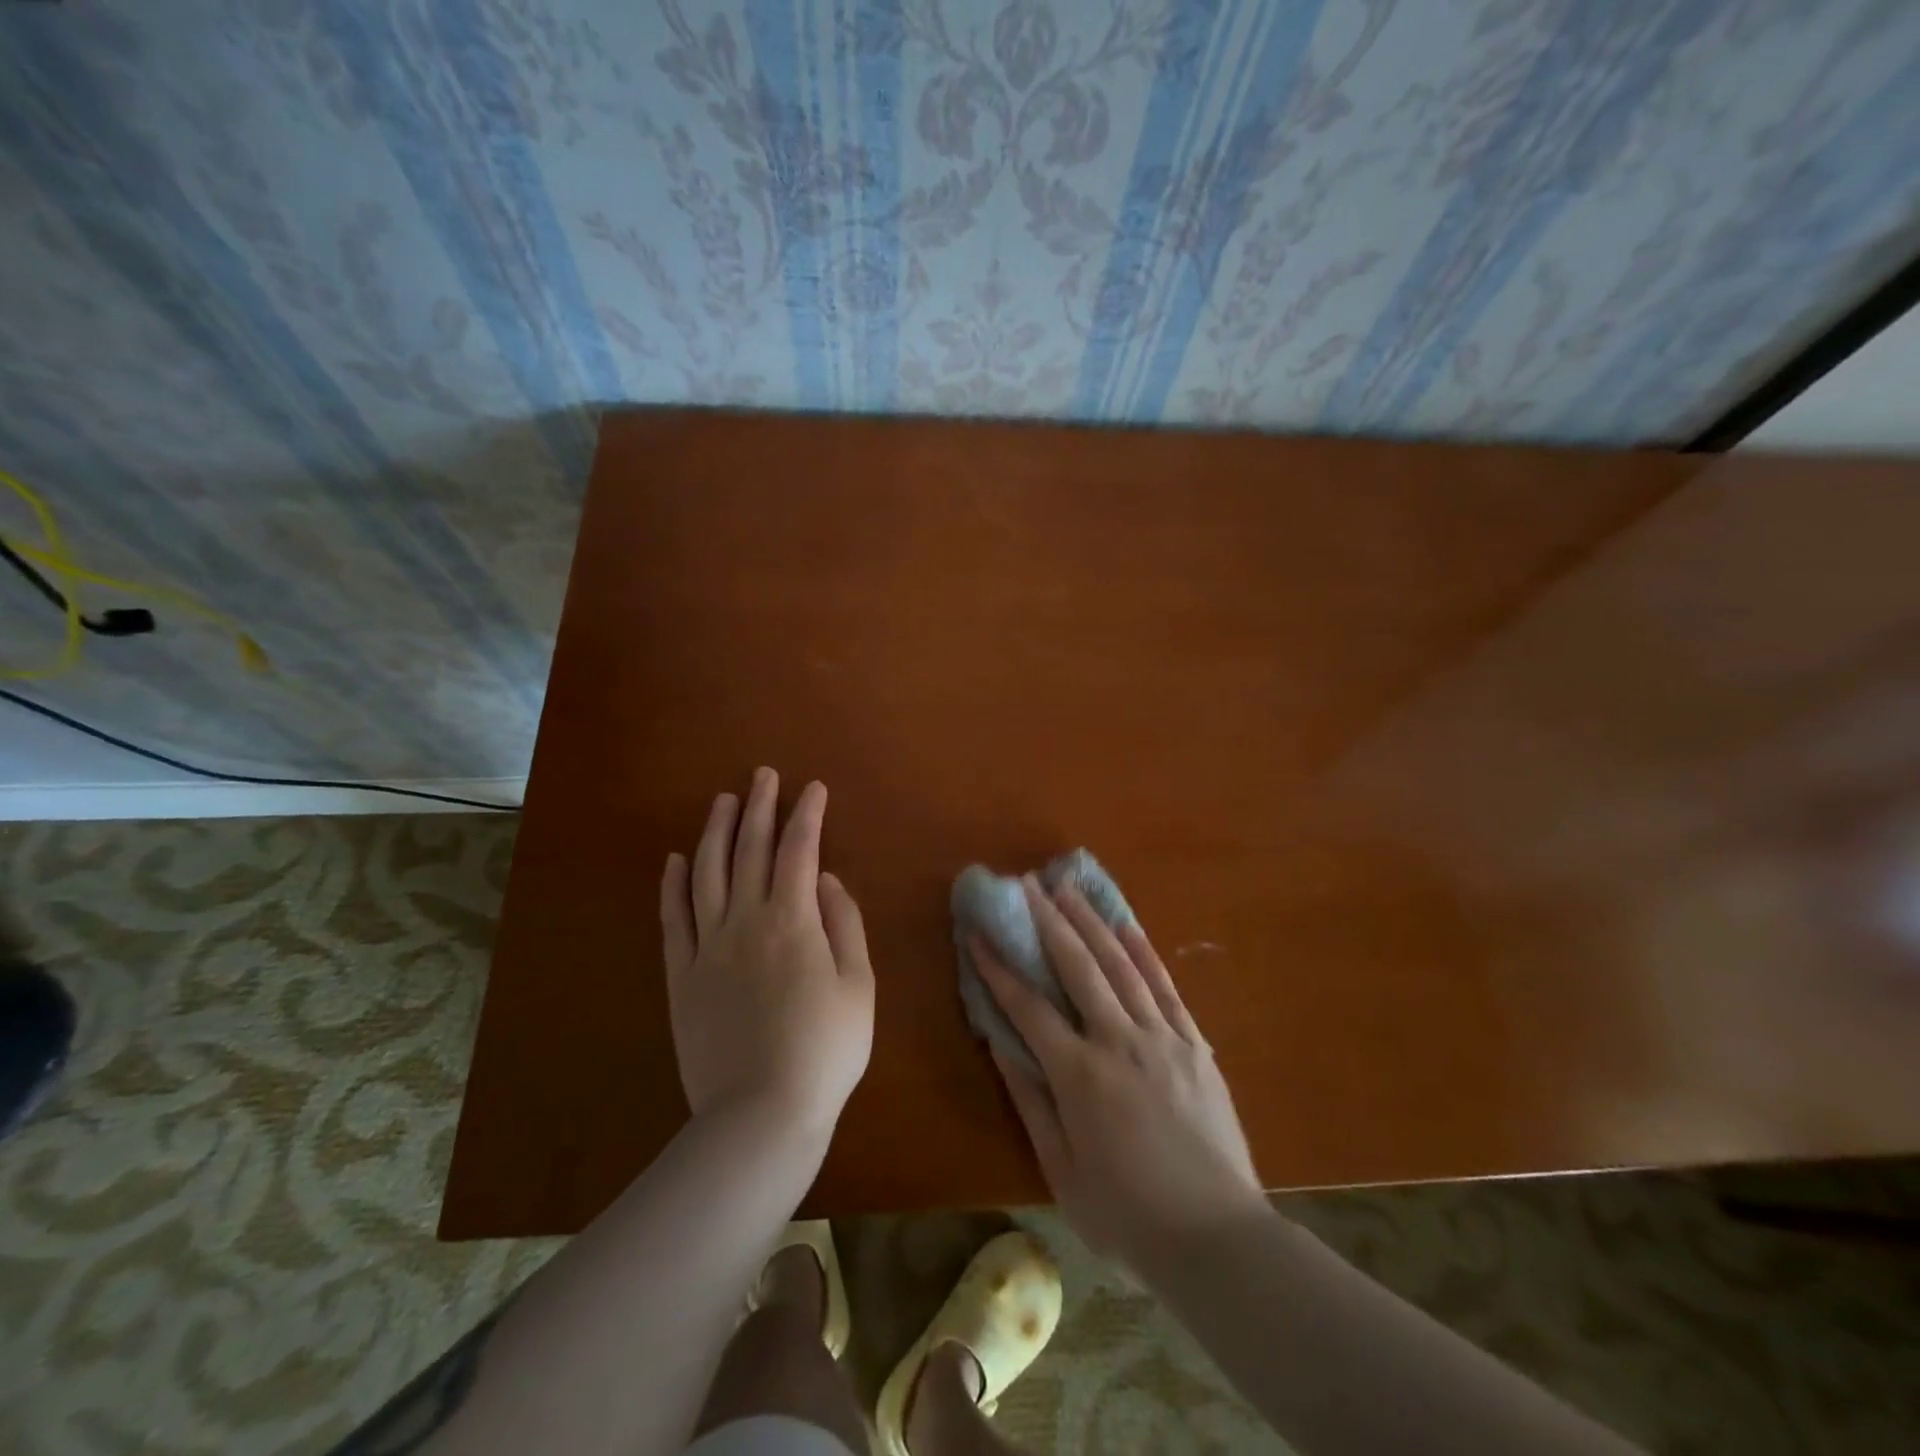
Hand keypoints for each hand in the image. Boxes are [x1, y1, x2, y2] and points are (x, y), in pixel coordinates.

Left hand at [660, 769, 873, 1141]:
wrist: (761, 1113)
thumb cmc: (825, 1049)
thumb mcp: (858, 985)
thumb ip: (844, 925)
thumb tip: (827, 879)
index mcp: (793, 920)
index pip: (798, 851)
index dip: (807, 815)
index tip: (814, 788)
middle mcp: (745, 920)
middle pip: (749, 850)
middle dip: (759, 807)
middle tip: (763, 776)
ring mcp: (707, 946)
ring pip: (707, 873)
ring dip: (715, 831)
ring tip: (723, 801)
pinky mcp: (681, 975)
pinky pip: (673, 919)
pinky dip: (674, 884)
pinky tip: (676, 859)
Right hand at [977, 878, 1265, 1277]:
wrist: (1219, 1240)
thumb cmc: (1128, 1216)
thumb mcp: (1062, 1171)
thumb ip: (1030, 1102)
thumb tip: (1000, 1044)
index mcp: (1080, 1076)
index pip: (1028, 1008)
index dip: (998, 968)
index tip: (978, 934)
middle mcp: (1119, 1042)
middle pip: (1077, 967)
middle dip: (1048, 921)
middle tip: (1027, 885)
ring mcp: (1162, 1038)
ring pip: (1121, 965)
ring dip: (1091, 922)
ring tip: (1068, 887)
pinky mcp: (1195, 1044)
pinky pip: (1166, 987)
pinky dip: (1145, 951)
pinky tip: (1127, 924)